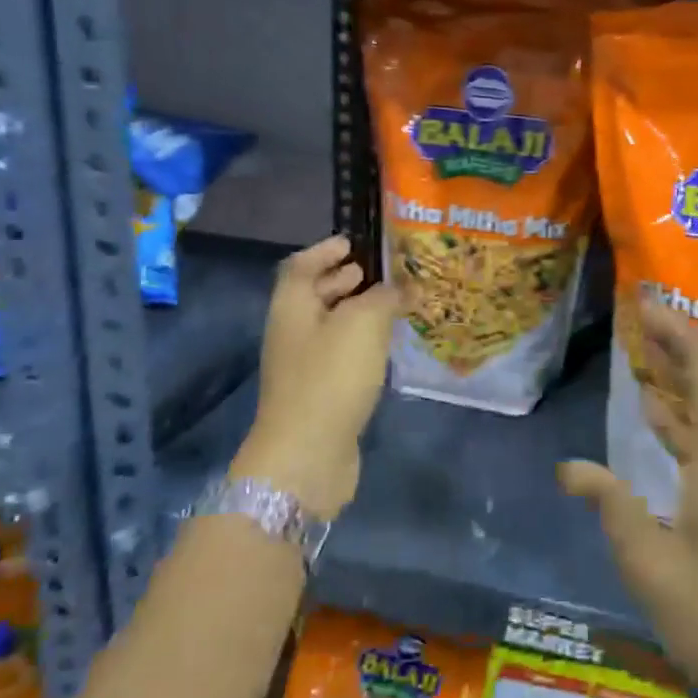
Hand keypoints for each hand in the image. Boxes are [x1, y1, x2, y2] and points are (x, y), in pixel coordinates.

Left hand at [235, 235, 395, 519]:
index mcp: (292, 306)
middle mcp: (292, 332)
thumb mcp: (363, 324)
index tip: (355, 242)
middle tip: (383, 272)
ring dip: (360, 312)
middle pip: (315, 295)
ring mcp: (304, 366)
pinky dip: (363, 343)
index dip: (325, 250)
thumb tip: (405, 287)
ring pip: (332, 327)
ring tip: (396, 305)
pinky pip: (342, 355)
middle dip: (346, 279)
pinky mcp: (320, 394)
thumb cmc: (330, 377)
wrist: (306, 456)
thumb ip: (386, 297)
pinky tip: (389, 346)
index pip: (300, 265)